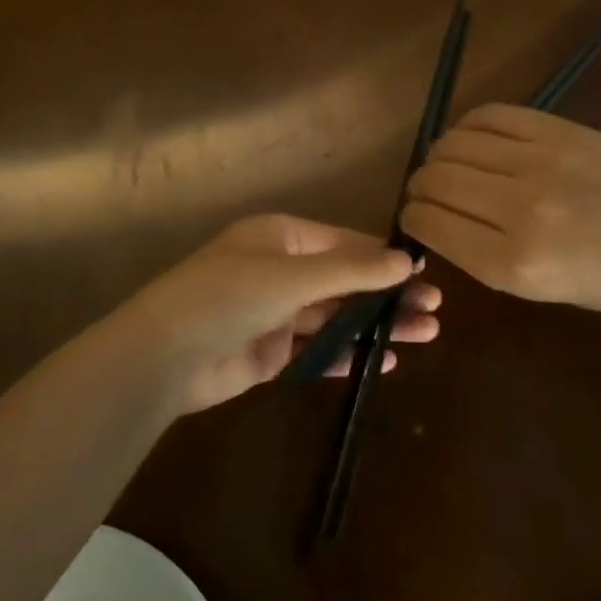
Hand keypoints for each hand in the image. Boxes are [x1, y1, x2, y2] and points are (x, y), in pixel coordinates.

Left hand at [91, 214, 441, 414]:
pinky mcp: (271, 353)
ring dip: (377, 324)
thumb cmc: (228, 296)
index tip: (425, 272)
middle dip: (389, 293)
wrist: (163, 356)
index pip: (345, 242)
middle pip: (346, 280)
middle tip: (436, 307)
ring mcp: (275, 312)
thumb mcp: (292, 276)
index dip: (385, 257)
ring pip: (337, 315)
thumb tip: (406, 260)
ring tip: (427, 333)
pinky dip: (349, 354)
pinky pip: (318, 350)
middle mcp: (280, 269)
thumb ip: (350, 271)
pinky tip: (385, 363)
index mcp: (281, 237)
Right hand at [401, 104, 600, 324]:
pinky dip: (469, 127)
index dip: (411, 220)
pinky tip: (477, 140)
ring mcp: (540, 162)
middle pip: (432, 178)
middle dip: (420, 189)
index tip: (416, 220)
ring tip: (455, 167)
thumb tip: (439, 219)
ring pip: (452, 144)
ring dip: (440, 156)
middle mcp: (518, 209)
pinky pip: (488, 115)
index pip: (428, 223)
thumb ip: (485, 255)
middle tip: (431, 195)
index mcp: (513, 264)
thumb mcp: (545, 291)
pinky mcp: (560, 129)